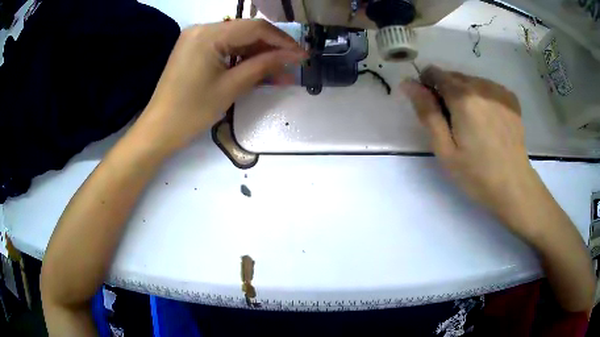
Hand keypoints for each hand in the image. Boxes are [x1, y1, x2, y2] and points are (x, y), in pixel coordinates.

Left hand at [137, 19, 306, 152]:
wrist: (158, 130)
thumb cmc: (191, 112)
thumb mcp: (231, 87)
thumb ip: (264, 66)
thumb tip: (295, 56)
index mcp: (208, 34)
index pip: (255, 28)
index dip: (282, 41)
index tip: (302, 55)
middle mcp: (202, 29)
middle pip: (246, 32)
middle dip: (272, 48)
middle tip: (293, 65)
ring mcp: (196, 38)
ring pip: (237, 41)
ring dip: (259, 55)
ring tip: (281, 73)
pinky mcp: (195, 50)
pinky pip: (225, 49)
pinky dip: (242, 59)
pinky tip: (259, 70)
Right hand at [402, 66, 541, 229]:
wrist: (514, 186)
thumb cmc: (476, 174)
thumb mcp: (445, 150)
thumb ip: (427, 113)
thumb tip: (408, 83)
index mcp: (463, 98)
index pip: (435, 73)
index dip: (427, 85)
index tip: (432, 107)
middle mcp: (482, 86)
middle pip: (454, 76)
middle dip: (447, 92)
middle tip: (453, 122)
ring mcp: (499, 91)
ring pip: (471, 81)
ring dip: (465, 94)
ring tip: (473, 124)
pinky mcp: (510, 99)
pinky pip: (488, 88)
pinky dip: (482, 97)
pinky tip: (489, 120)